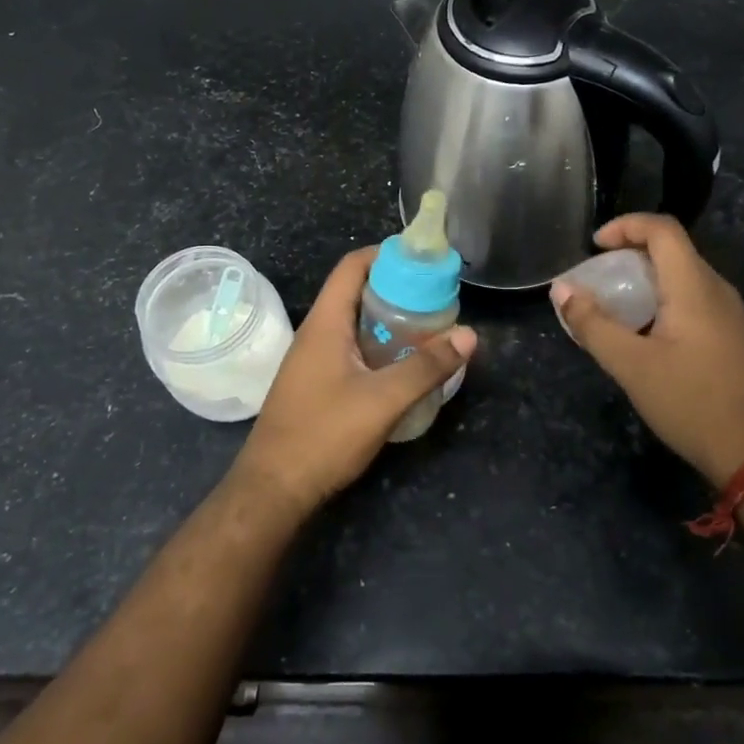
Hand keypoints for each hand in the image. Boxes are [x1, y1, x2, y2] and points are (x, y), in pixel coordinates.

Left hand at [232, 247, 475, 512]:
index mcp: (325, 323)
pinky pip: (351, 348)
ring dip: (389, 320)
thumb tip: (469, 335)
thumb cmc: (324, 435)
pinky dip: (378, 345)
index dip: (387, 255)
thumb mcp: (383, 400)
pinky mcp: (317, 383)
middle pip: (357, 292)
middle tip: (437, 298)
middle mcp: (316, 332)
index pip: (353, 266)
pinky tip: (403, 365)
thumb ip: (426, 367)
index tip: (424, 262)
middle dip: (397, 289)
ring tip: (429, 328)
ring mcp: (313, 359)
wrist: (273, 488)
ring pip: (355, 323)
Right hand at [552, 214, 743, 486]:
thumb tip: (561, 290)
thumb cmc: (691, 402)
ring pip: (682, 276)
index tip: (594, 247)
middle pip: (672, 249)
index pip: (662, 229)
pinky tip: (644, 333)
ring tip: (614, 306)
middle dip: (629, 254)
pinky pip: (693, 299)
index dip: (625, 226)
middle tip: (597, 279)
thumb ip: (592, 325)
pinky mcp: (732, 335)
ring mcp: (729, 313)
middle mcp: (717, 289)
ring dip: (645, 279)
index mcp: (694, 286)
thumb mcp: (631, 365)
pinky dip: (661, 299)